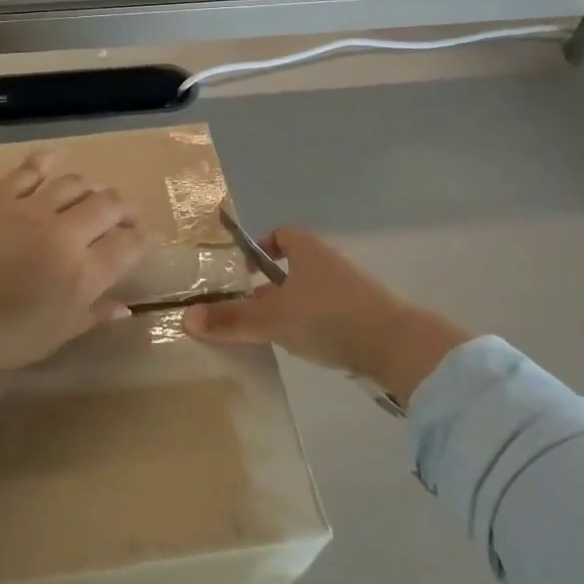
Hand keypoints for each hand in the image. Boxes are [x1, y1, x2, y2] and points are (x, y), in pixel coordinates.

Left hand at [0, 153, 146, 403]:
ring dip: (93, 189)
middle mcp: (64, 234)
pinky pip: (31, 168)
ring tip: (92, 198)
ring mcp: (31, 210)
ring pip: (77, 183)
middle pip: (110, 205)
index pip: (129, 243)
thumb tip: (125, 307)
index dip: (140, 240)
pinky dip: (48, 161)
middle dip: (125, 211)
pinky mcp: (0, 197)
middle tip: (122, 220)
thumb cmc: (5, 337)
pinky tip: (57, 161)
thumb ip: (94, 314)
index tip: (137, 243)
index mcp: (82, 273)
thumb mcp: (58, 335)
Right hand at [184, 228, 471, 401]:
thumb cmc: (328, 317)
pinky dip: (313, 325)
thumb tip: (186, 317)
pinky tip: (305, 348)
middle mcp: (330, 262)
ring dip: (291, 308)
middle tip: (247, 310)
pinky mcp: (367, 316)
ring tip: (270, 334)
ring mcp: (352, 290)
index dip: (260, 247)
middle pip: (293, 267)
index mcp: (308, 250)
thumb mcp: (272, 319)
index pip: (281, 235)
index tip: (243, 271)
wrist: (397, 346)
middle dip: (269, 287)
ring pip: (311, 293)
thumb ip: (231, 320)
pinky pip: (329, 313)